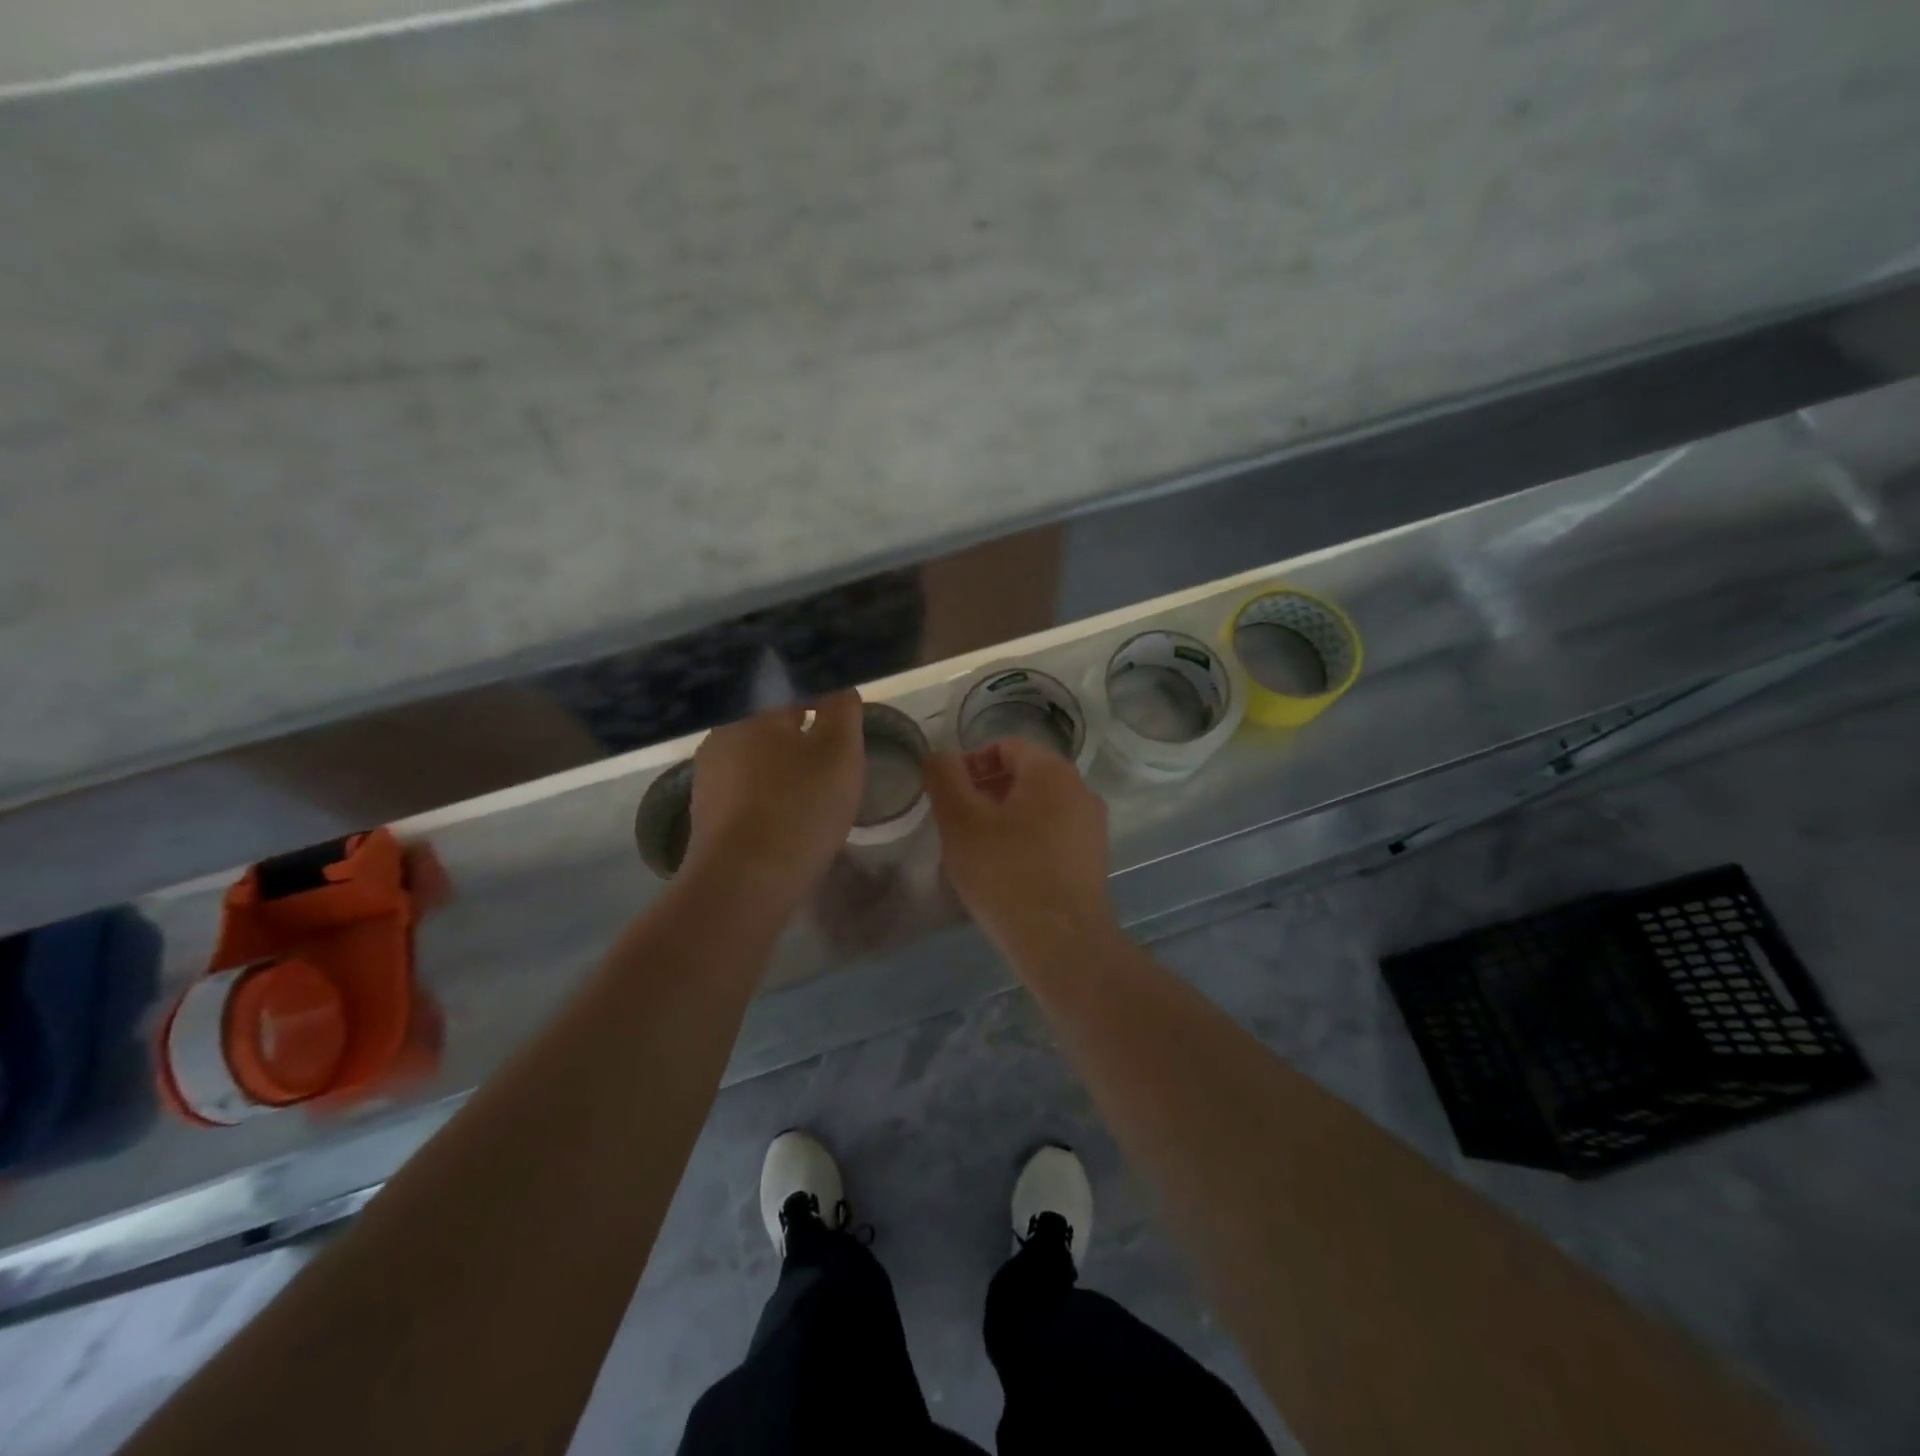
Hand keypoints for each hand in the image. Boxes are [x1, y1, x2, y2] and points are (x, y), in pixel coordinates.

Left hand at [685, 691, 863, 904]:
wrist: (744, 883)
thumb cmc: (799, 807)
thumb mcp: (840, 751)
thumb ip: (843, 711)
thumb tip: (838, 689)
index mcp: (752, 712)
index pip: (790, 688)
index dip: (820, 696)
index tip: (842, 714)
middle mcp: (722, 736)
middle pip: (770, 724)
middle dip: (801, 733)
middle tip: (834, 752)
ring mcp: (708, 778)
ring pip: (756, 759)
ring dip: (784, 766)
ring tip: (815, 788)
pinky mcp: (705, 815)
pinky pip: (746, 792)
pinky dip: (769, 795)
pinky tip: (789, 815)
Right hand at [924, 735, 1117, 960]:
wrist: (1062, 942)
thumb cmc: (1006, 873)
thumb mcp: (960, 820)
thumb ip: (944, 777)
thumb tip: (939, 756)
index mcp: (1051, 771)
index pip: (1005, 746)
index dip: (971, 764)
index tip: (948, 796)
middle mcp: (1080, 790)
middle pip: (1024, 775)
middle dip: (986, 792)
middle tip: (957, 824)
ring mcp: (1092, 827)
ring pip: (1039, 808)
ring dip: (1005, 818)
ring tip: (978, 851)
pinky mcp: (1093, 860)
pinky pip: (1053, 835)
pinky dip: (1026, 841)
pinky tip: (1006, 873)